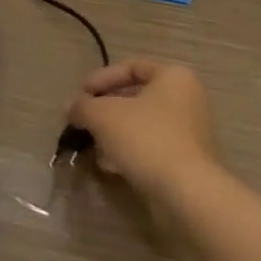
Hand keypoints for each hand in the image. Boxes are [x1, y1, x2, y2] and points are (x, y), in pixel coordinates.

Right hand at [67, 59, 217, 201]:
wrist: (186, 194)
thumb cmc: (147, 139)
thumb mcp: (104, 116)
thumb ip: (83, 106)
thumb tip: (70, 107)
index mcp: (173, 76)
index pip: (131, 67)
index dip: (101, 79)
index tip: (80, 95)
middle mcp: (186, 99)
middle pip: (136, 97)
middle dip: (105, 109)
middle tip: (83, 121)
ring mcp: (189, 132)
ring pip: (142, 124)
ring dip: (114, 132)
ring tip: (90, 145)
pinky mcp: (186, 161)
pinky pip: (151, 147)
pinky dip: (128, 151)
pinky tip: (107, 164)